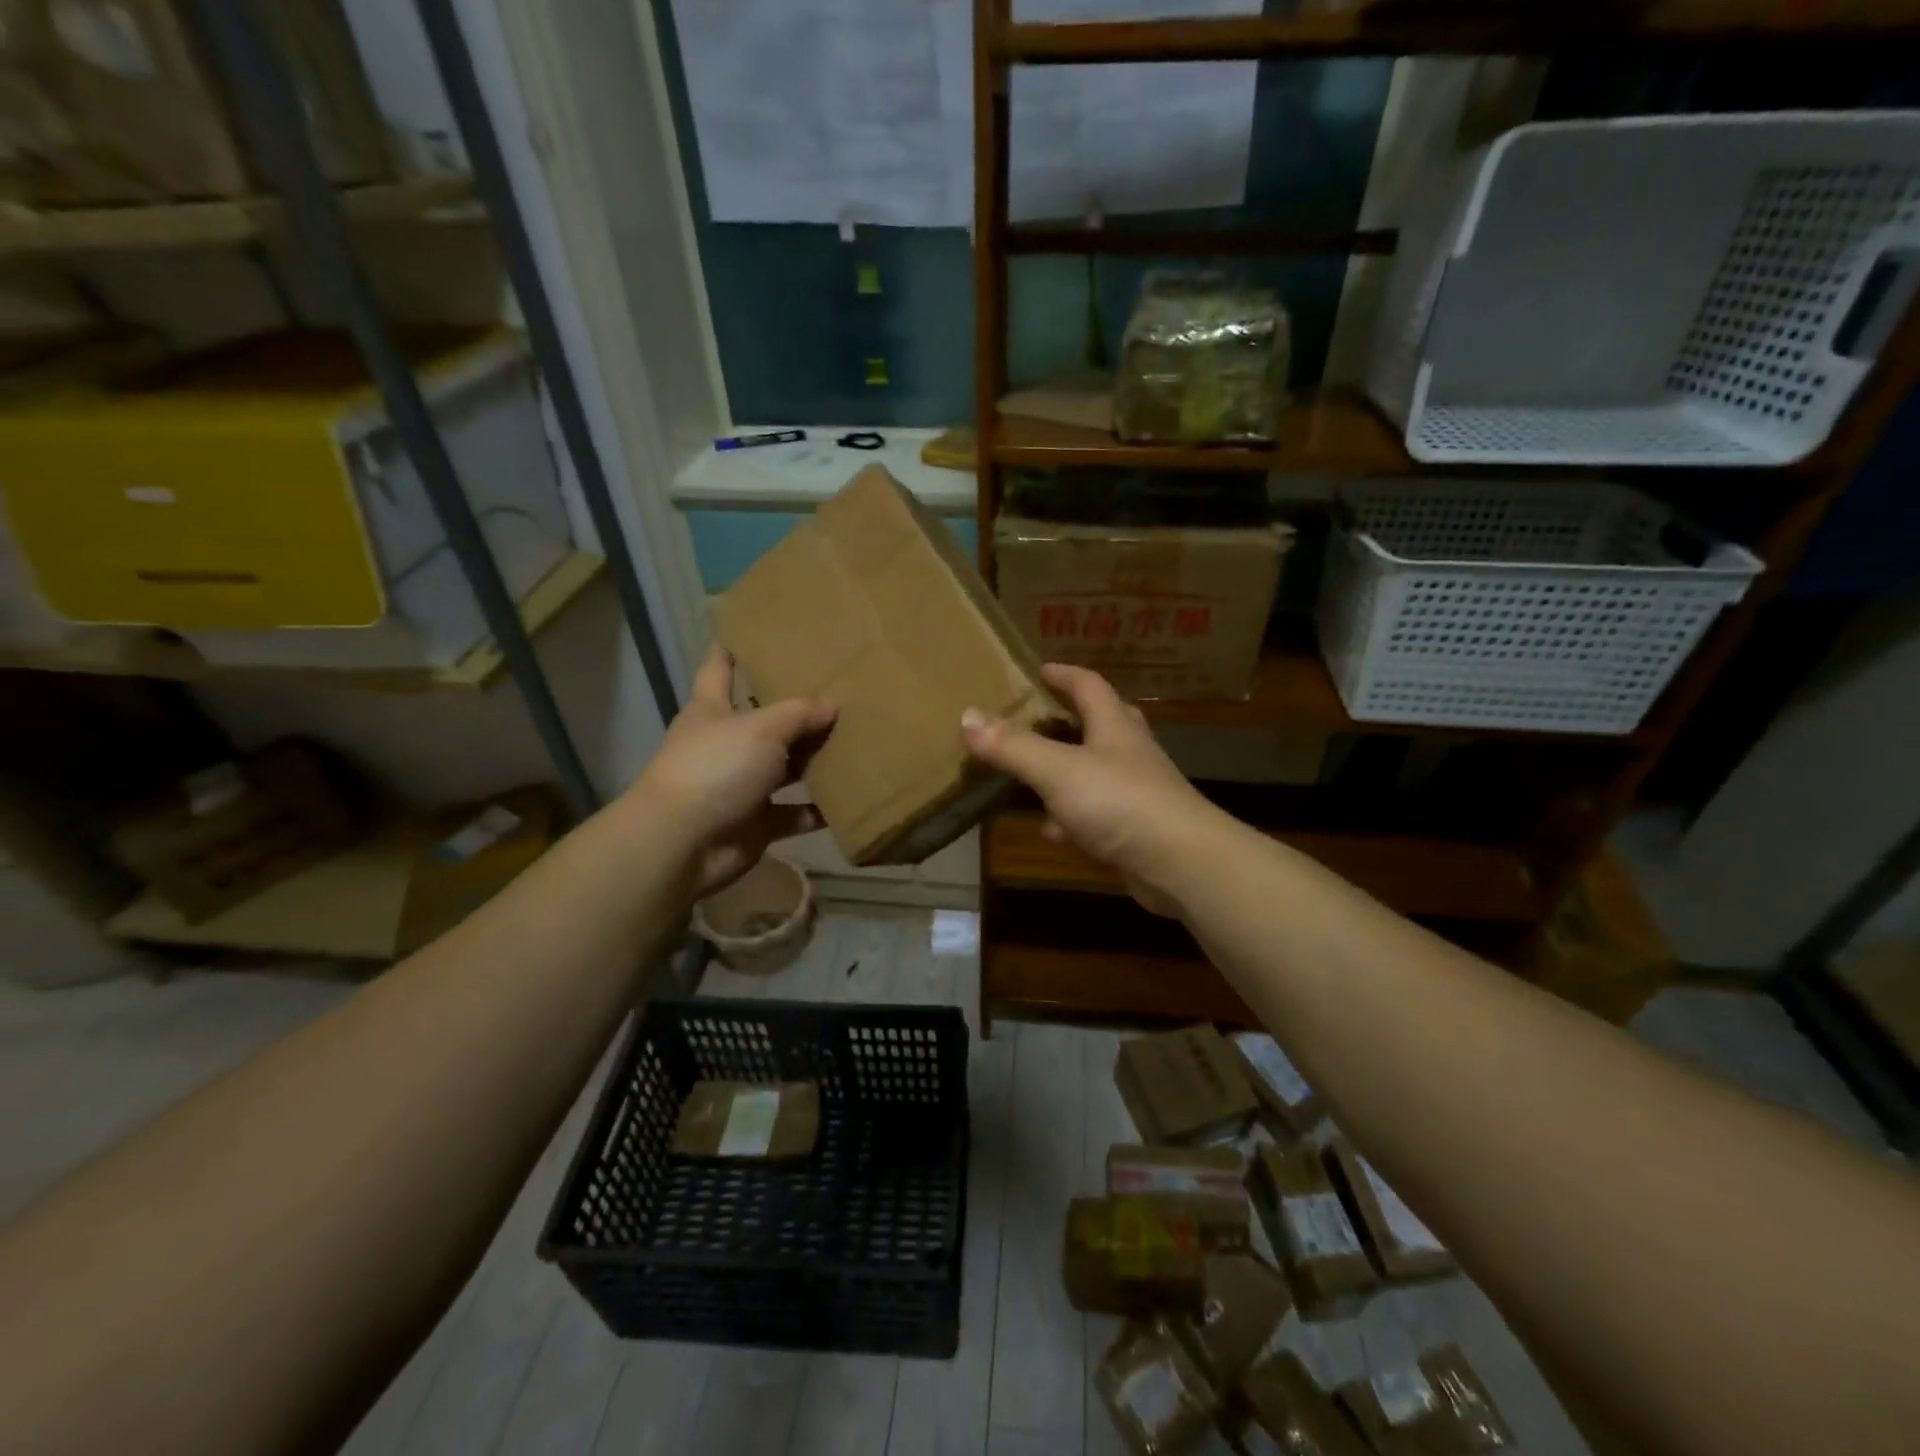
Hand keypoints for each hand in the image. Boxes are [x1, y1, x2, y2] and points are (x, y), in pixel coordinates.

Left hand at [634, 647, 835, 898]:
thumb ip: (799, 713)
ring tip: (854, 745)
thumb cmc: (717, 767)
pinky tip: (849, 799)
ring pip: (783, 768)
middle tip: (838, 692)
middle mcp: (725, 744)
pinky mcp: (754, 822)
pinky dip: (816, 810)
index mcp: (713, 709)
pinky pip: (793, 813)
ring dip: (813, 762)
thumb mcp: (762, 728)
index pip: (719, 669)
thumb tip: (832, 704)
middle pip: (764, 721)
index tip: (752, 632)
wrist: (683, 842)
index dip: (732, 650)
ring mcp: (739, 785)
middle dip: (796, 711)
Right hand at [961, 663, 1216, 916]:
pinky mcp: (1136, 829)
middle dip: (1071, 716)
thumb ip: (1013, 746)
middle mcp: (1129, 752)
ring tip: (1034, 772)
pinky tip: (1052, 830)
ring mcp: (1136, 792)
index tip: (1040, 670)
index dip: (1064, 675)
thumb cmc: (1119, 802)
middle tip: (1039, 716)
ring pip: (1097, 770)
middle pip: (1101, 723)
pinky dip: (1072, 816)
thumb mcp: (1057, 770)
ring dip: (1068, 768)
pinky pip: (1096, 813)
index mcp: (1114, 726)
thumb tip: (968, 716)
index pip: (1089, 686)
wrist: (1182, 863)